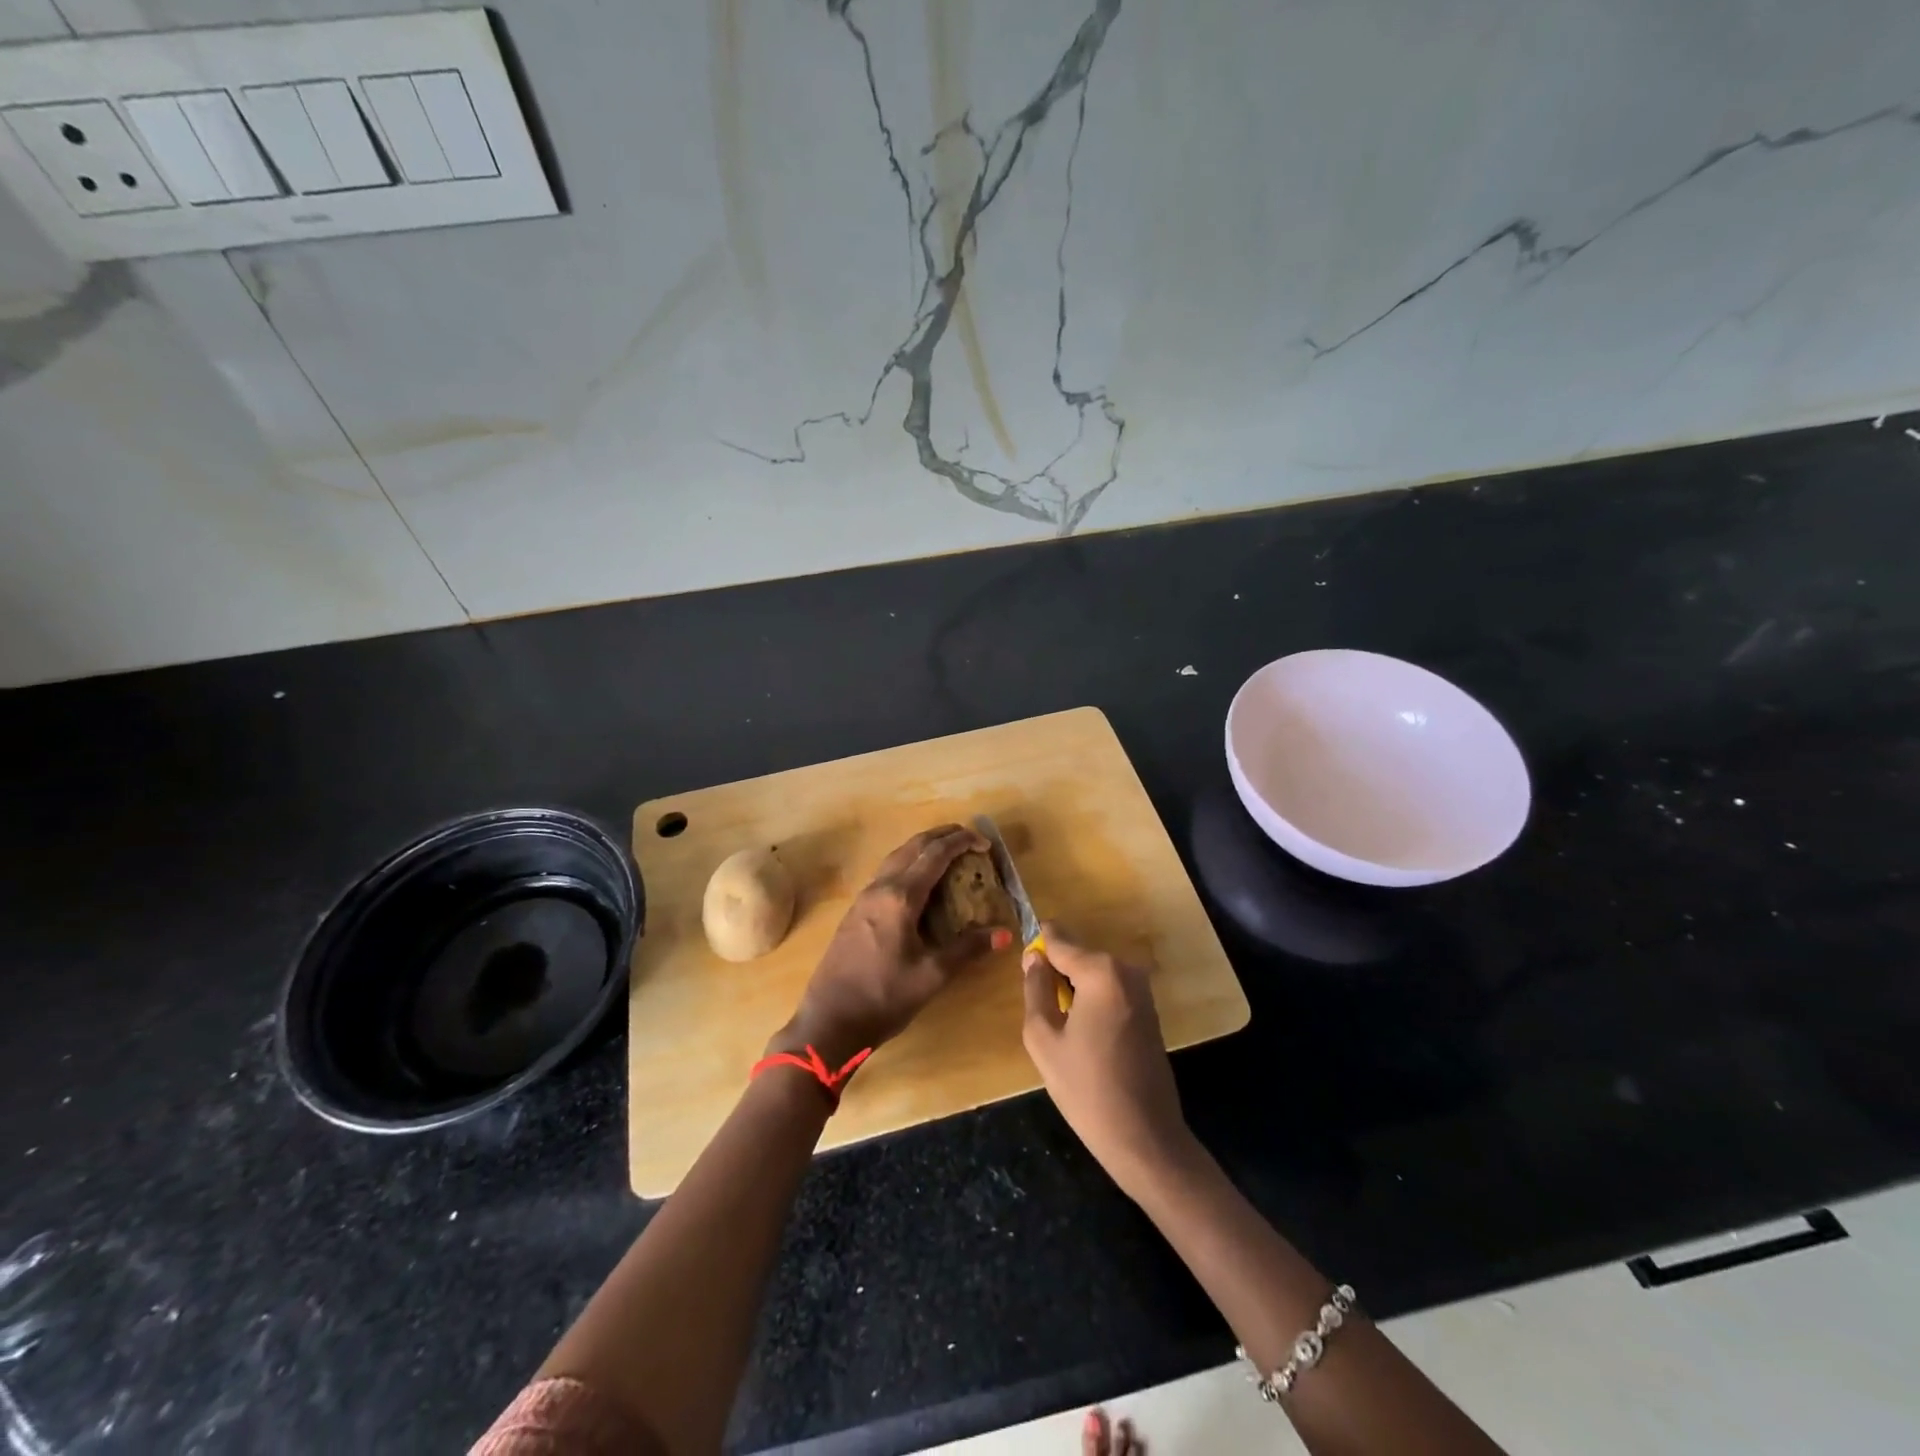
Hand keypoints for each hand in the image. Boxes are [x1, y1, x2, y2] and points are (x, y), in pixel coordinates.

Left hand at [772, 824, 1012, 1066]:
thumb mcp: (932, 975)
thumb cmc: (883, 997)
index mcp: (900, 897)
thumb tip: (1005, 934)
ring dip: (923, 848)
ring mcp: (864, 898)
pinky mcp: (856, 911)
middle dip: (942, 836)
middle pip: (913, 846)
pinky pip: (886, 873)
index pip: (935, 855)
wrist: (829, 1021)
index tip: (985, 843)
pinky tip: (918, 882)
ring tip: (947, 853)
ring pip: (896, 857)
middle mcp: (880, 888)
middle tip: (969, 838)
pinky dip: (908, 864)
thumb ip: (967, 949)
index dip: (962, 842)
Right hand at [1020, 925, 1194, 1196]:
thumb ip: (1035, 989)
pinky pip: (1110, 990)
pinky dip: (1093, 1001)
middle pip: (1078, 955)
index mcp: (1100, 971)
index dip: (1037, 947)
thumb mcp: (1043, 1038)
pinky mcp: (1149, 1010)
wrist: (1145, 1137)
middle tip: (1039, 1008)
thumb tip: (1034, 958)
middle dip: (1056, 972)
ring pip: (1094, 973)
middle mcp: (1126, 970)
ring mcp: (1142, 990)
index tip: (1023, 964)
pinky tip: (1084, 1036)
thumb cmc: (1087, 1088)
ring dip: (1074, 989)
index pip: (1059, 939)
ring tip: (1060, 1027)